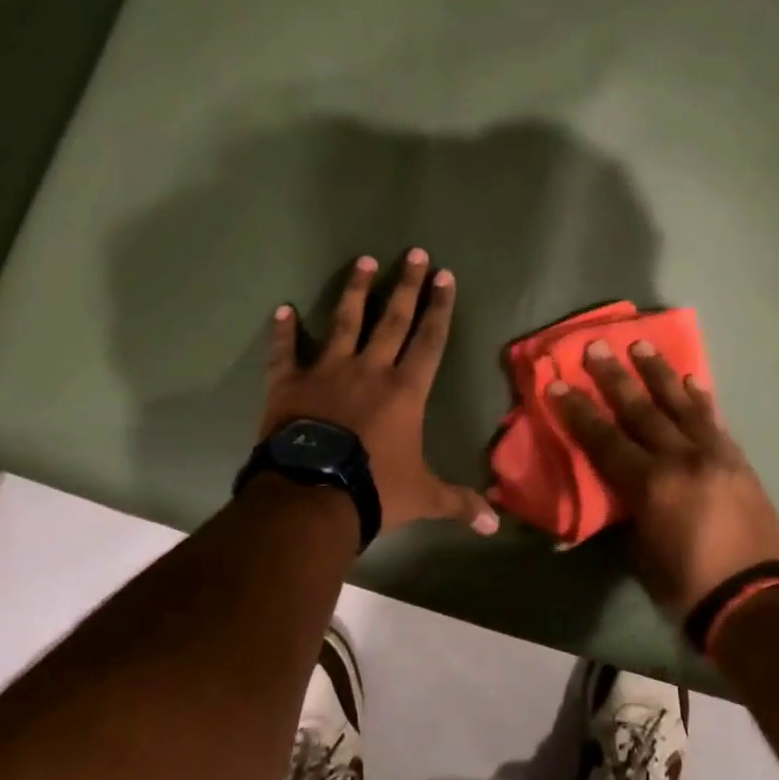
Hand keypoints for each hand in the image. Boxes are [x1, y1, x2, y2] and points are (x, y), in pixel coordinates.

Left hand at [261, 251, 498, 537]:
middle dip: (406, 285)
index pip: (430, 340)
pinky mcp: (289, 384)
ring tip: (364, 260)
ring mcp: (327, 372)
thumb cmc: (374, 490)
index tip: (445, 276)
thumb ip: (459, 503)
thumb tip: (495, 525)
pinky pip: (285, 352)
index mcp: (405, 390)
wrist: (311, 497)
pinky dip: (283, 332)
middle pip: (393, 319)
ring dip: (355, 291)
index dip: (440, 307)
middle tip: (414, 253)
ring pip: (345, 322)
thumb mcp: (423, 497)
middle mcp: (370, 370)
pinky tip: (283, 309)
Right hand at [549, 340, 778, 616]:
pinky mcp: (737, 459)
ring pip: (681, 404)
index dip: (578, 411)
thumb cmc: (685, 584)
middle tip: (597, 347)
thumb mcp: (639, 550)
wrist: (753, 599)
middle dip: (614, 377)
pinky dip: (700, 398)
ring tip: (641, 345)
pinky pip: (714, 420)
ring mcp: (714, 454)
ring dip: (658, 373)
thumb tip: (612, 487)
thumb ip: (626, 508)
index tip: (558, 383)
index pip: (605, 439)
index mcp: (650, 484)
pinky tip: (691, 379)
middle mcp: (681, 459)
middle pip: (641, 409)